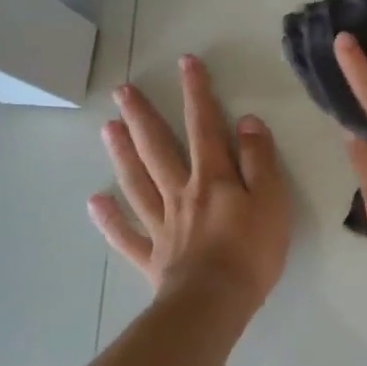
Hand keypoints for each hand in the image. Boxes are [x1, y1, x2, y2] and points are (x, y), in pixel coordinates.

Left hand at [88, 55, 291, 310]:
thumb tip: (246, 122)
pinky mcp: (152, 256)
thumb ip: (259, 159)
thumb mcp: (271, 199)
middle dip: (143, 116)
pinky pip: (126, 234)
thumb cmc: (251, 251)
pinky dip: (109, 219)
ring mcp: (162, 224)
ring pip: (137, 182)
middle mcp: (181, 192)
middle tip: (122, 90)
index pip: (205, 126)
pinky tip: (95, 203)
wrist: (216, 302)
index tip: (186, 63)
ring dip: (122, 154)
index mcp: (213, 177)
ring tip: (107, 128)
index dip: (196, 93)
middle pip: (158, 148)